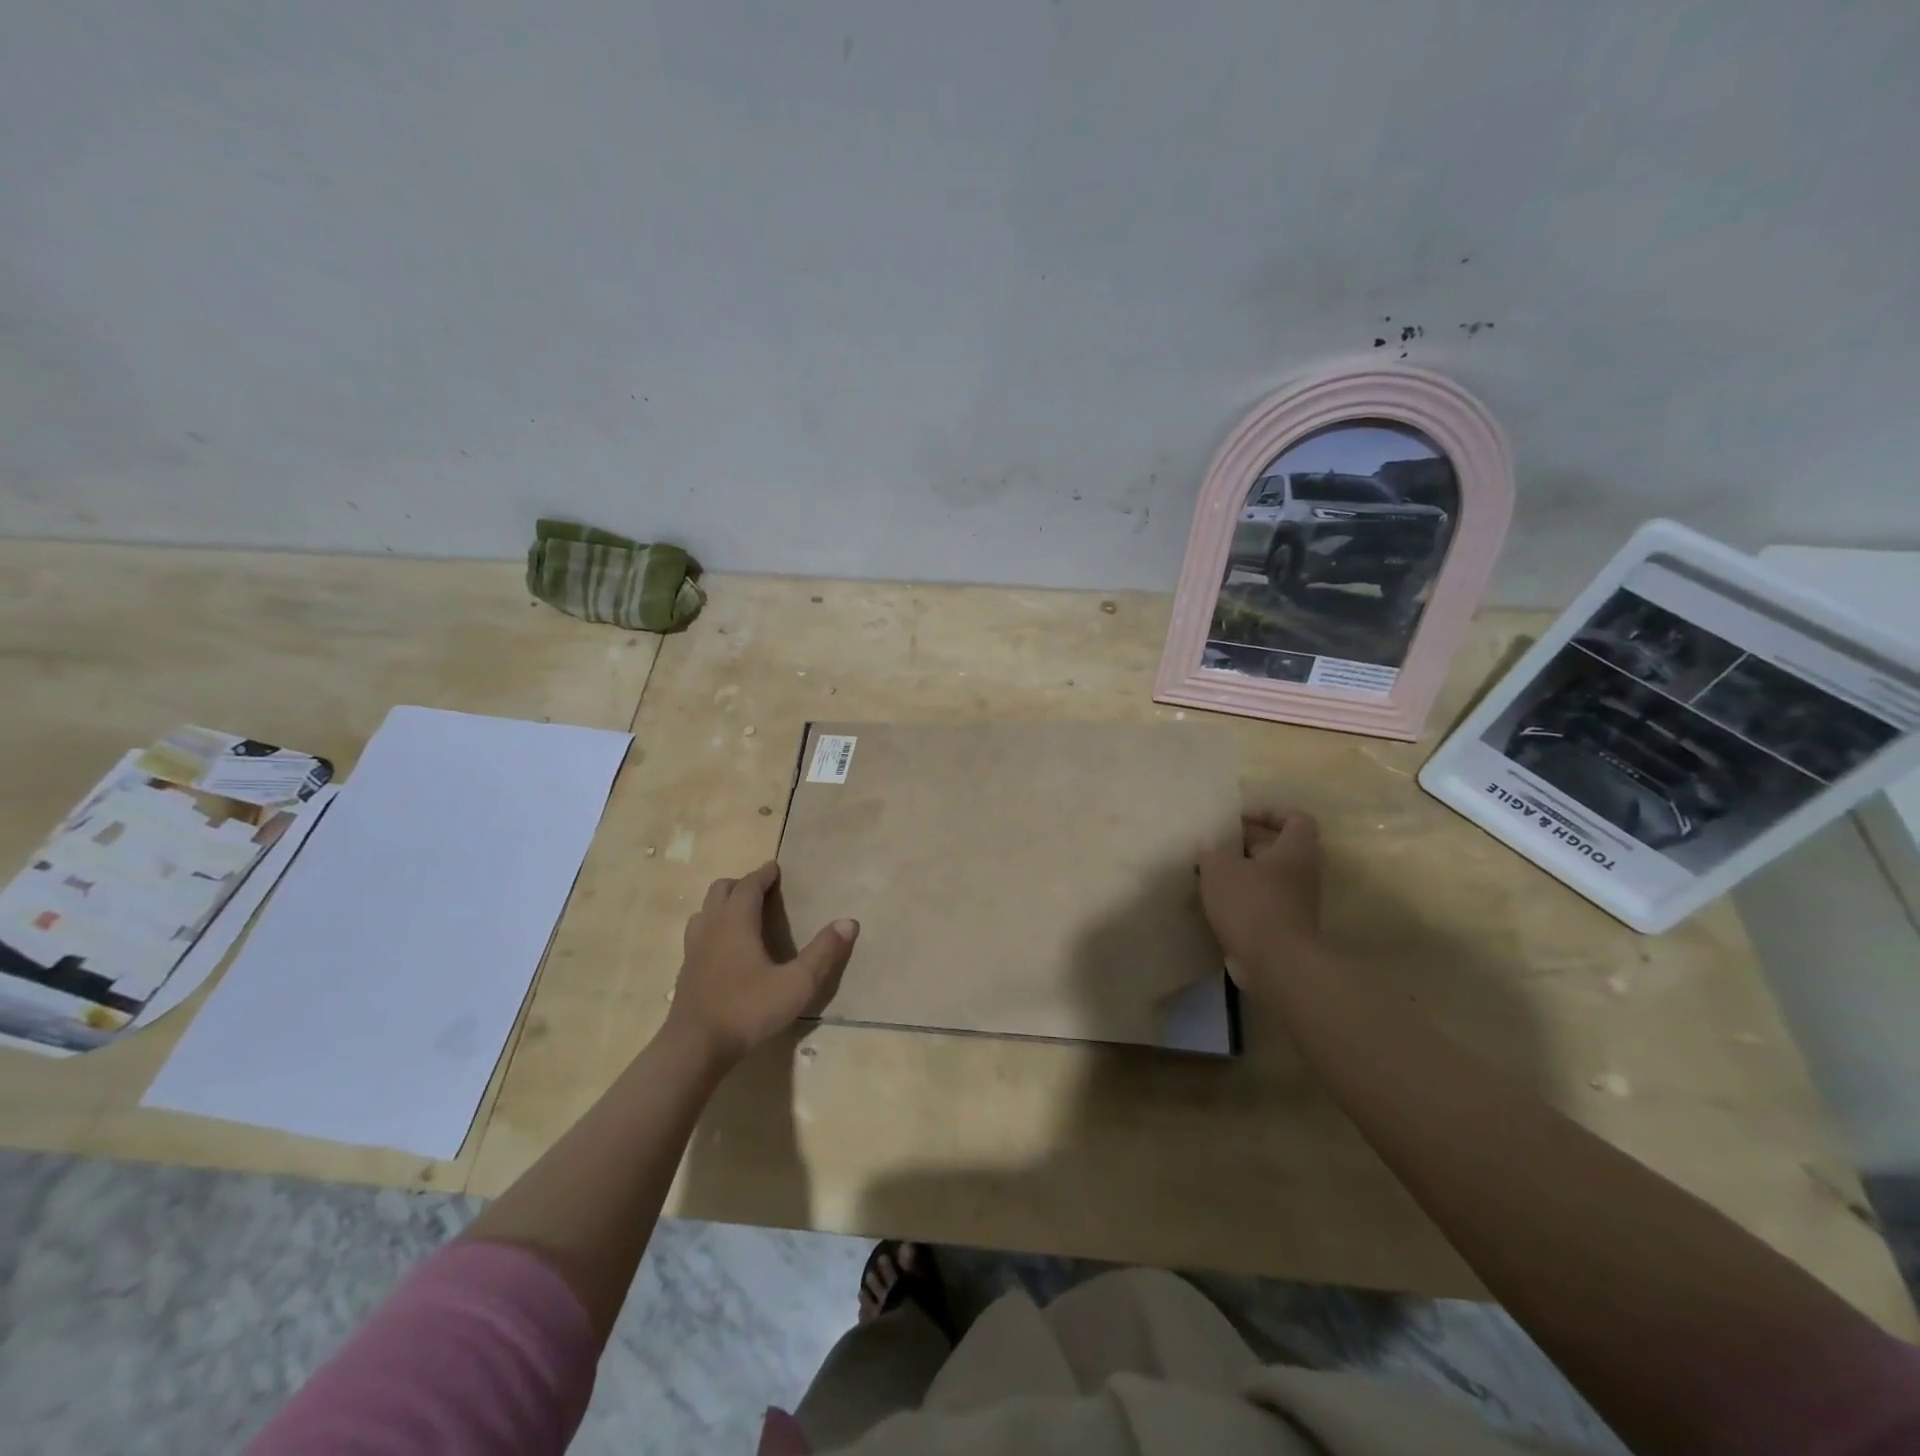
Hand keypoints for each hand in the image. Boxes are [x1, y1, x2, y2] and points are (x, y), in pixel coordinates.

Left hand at [663, 861, 856, 1068]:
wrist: (694, 1048)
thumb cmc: (748, 1009)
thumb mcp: (796, 983)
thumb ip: (823, 952)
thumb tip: (849, 922)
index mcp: (736, 922)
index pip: (748, 885)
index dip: (763, 874)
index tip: (775, 867)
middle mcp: (711, 928)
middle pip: (721, 891)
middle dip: (741, 884)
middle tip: (761, 889)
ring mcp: (693, 950)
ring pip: (704, 912)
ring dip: (722, 905)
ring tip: (741, 915)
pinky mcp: (685, 972)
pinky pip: (697, 935)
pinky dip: (712, 929)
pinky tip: (724, 950)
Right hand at [1196, 810, 1323, 990]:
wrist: (1275, 964)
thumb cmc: (1251, 904)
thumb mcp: (1220, 868)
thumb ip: (1211, 852)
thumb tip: (1206, 845)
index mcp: (1294, 850)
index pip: (1295, 819)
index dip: (1268, 812)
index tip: (1238, 818)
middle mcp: (1300, 873)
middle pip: (1276, 847)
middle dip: (1244, 843)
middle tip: (1213, 843)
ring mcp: (1293, 902)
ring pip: (1265, 876)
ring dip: (1237, 872)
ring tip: (1205, 871)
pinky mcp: (1281, 927)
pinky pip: (1258, 901)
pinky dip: (1238, 898)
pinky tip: (1210, 900)